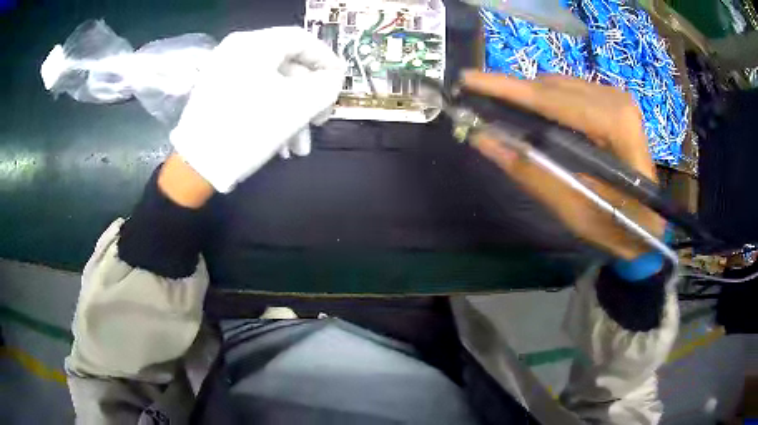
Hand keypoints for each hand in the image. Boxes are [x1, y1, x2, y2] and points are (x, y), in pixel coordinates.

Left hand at [170, 27, 345, 192]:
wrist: (196, 166)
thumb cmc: (249, 129)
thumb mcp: (298, 106)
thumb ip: (326, 85)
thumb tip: (332, 79)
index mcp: (255, 44)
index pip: (302, 40)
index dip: (327, 60)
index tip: (340, 82)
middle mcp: (236, 50)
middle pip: (286, 65)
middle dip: (308, 98)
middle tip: (319, 122)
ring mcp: (222, 71)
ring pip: (270, 84)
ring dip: (290, 113)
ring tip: (298, 147)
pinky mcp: (214, 92)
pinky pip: (252, 94)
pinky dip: (269, 113)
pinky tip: (278, 143)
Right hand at [462, 71, 664, 259]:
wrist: (649, 227)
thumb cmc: (618, 227)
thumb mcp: (574, 210)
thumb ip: (531, 172)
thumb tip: (484, 139)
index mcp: (615, 126)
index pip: (552, 99)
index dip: (507, 89)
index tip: (468, 79)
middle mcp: (617, 101)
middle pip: (553, 86)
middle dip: (514, 92)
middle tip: (480, 104)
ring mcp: (618, 99)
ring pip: (560, 84)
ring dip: (529, 97)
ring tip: (504, 112)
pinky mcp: (615, 104)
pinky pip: (570, 91)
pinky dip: (547, 100)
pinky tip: (536, 116)